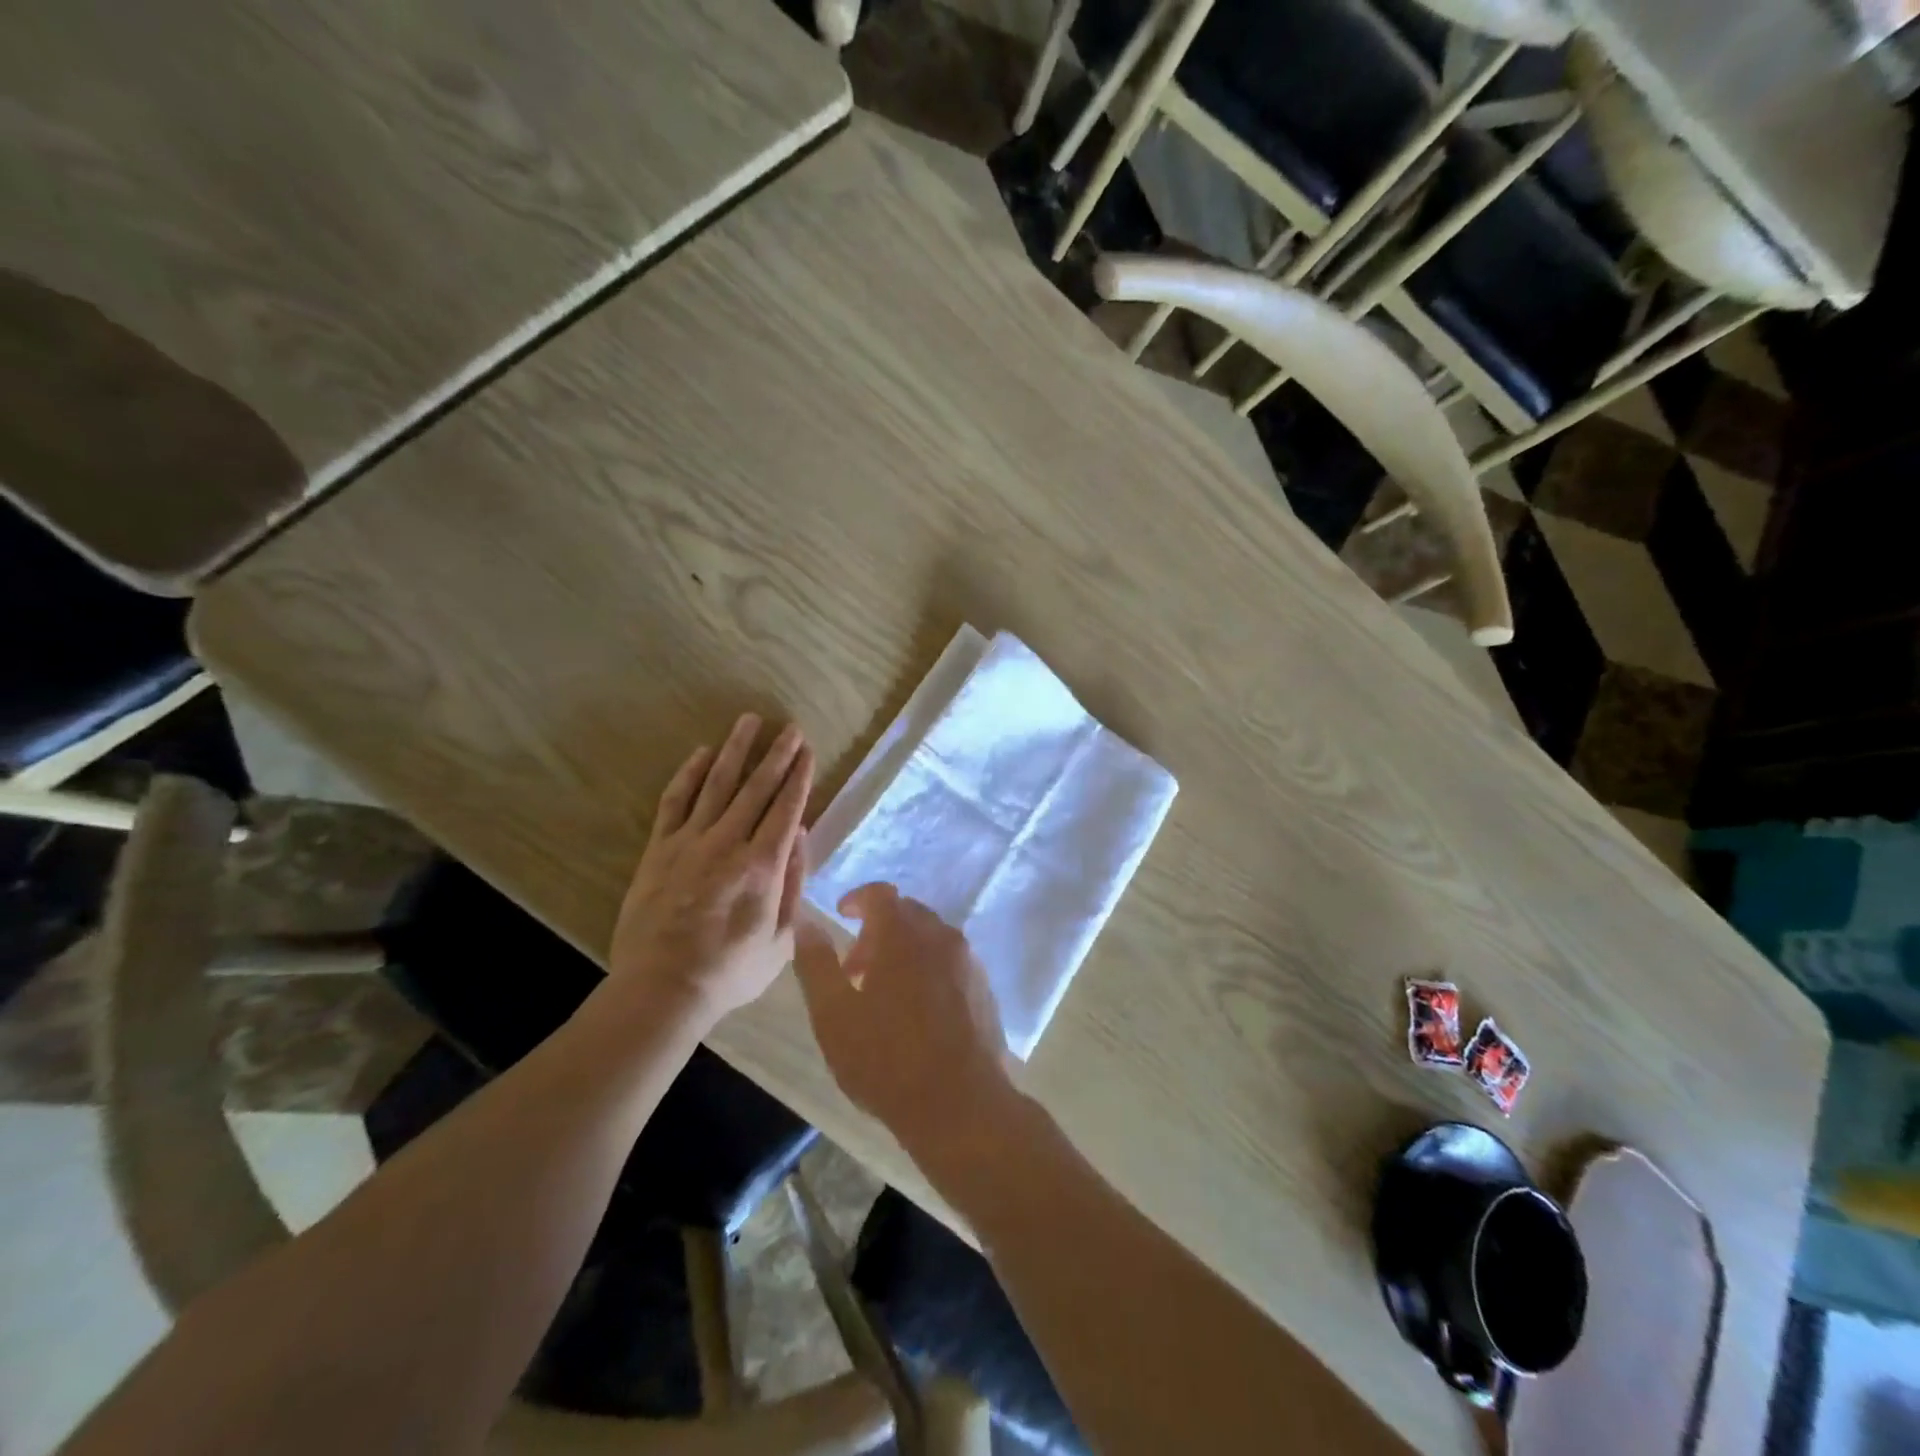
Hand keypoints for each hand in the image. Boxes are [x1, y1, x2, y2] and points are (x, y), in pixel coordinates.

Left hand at [611, 714, 813, 1021]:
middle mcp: (728, 843)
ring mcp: (690, 842)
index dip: (799, 777)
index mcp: (763, 866)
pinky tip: (702, 754)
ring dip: (736, 751)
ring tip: (749, 722)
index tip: (808, 751)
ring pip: (717, 785)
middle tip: (789, 728)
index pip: (786, 809)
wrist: (661, 989)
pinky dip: (689, 775)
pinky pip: (675, 802)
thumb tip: (799, 836)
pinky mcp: (658, 849)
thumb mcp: (781, 941)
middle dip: (777, 755)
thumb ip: (793, 885)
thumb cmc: (730, 972)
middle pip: (757, 789)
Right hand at [793, 884, 1015, 1159]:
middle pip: (907, 914)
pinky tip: (918, 1013)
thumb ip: (816, 964)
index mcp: (903, 935)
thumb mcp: (833, 1015)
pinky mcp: (985, 989)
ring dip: (904, 951)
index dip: (857, 899)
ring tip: (884, 996)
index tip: (841, 916)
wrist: (961, 1105)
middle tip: (855, 972)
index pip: (880, 894)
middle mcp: (941, 937)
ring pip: (931, 938)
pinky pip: (951, 962)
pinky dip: (929, 969)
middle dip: (877, 931)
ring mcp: (969, 962)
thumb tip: (805, 923)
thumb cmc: (886, 1060)